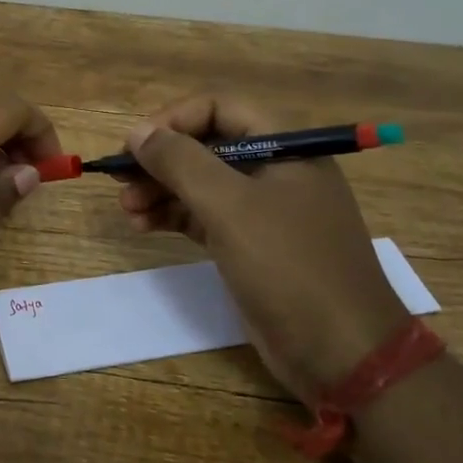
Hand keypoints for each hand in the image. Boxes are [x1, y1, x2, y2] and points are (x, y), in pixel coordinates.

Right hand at [117, 92, 405, 397]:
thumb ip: (181, 162)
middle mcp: (275, 170)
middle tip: (120, 180)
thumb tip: (138, 133)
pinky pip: (204, 216)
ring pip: (201, 183)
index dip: (173, 120)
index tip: (135, 145)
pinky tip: (143, 225)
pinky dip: (173, 216)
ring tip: (126, 209)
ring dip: (160, 190)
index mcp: (284, 147)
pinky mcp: (251, 245)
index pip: (219, 108)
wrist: (342, 354)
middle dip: (160, 160)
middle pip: (206, 146)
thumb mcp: (230, 207)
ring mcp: (264, 210)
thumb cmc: (289, 267)